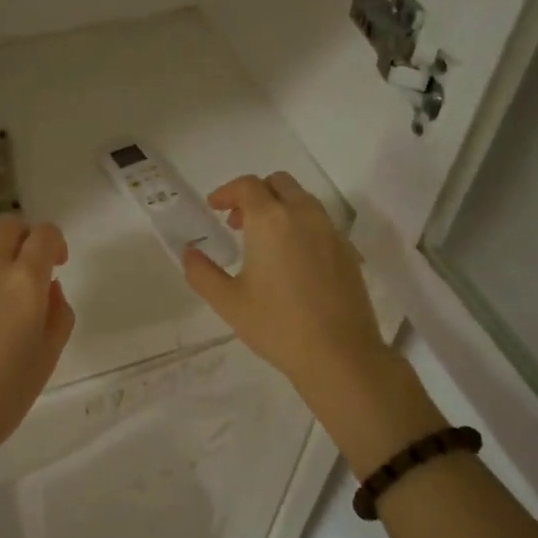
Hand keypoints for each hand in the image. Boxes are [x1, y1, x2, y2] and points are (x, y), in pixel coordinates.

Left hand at [0, 216, 74, 484]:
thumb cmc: (3, 396)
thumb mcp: (48, 356)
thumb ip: (59, 311)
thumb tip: (48, 287)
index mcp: (24, 282)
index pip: (44, 235)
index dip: (55, 243)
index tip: (56, 264)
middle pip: (8, 225)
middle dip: (24, 239)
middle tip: (27, 267)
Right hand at [183, 174, 411, 457]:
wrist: (339, 354)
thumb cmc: (277, 325)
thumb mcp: (228, 302)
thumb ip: (202, 272)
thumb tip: (189, 253)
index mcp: (271, 220)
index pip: (247, 186)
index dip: (226, 192)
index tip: (214, 208)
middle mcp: (303, 215)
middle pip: (278, 183)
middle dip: (255, 194)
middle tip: (238, 223)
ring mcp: (330, 231)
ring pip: (302, 200)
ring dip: (279, 207)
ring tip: (265, 242)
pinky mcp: (348, 250)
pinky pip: (320, 222)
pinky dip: (300, 226)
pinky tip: (292, 261)